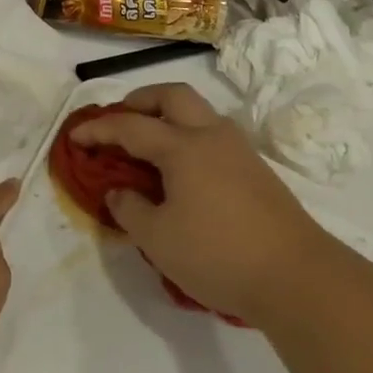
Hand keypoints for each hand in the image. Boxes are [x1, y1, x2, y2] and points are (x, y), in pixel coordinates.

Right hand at [71, 84, 325, 325]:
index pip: (129, 126)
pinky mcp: (256, 169)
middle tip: (119, 119)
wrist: (298, 277)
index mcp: (181, 147)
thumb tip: (119, 192)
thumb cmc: (218, 254)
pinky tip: (183, 168)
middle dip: (140, 100)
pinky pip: (213, 134)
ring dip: (169, 114)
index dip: (98, 129)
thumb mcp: (158, 239)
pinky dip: (189, 135)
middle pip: (172, 95)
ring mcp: (238, 150)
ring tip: (149, 142)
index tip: (74, 136)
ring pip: (199, 111)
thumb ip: (129, 209)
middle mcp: (210, 135)